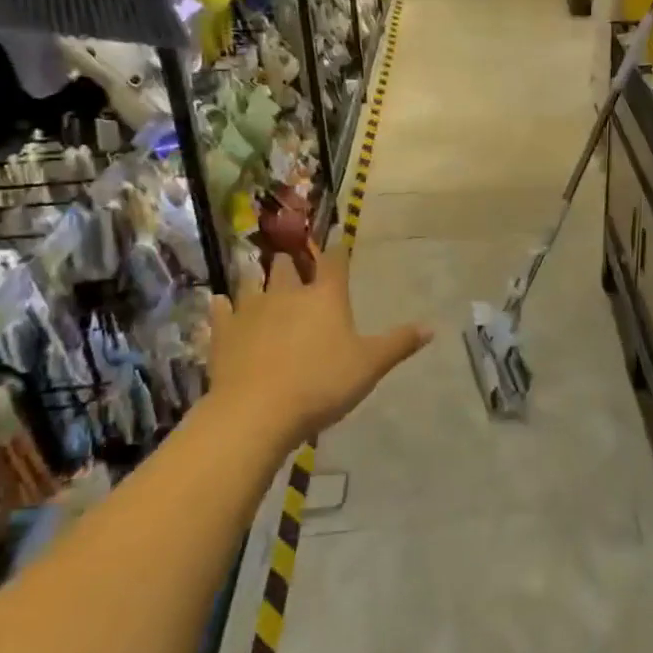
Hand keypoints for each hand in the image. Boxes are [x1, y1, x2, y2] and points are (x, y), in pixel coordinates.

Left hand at [206, 242, 431, 448]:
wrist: (258, 411)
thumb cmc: (323, 384)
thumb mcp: (371, 366)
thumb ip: (399, 343)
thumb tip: (432, 327)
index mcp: (326, 297)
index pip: (334, 262)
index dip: (337, 250)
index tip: (336, 241)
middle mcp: (288, 294)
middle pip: (287, 266)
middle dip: (292, 262)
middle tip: (294, 263)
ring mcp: (251, 311)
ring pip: (251, 282)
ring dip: (256, 279)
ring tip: (259, 279)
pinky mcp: (223, 332)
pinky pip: (221, 310)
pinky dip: (222, 306)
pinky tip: (220, 304)